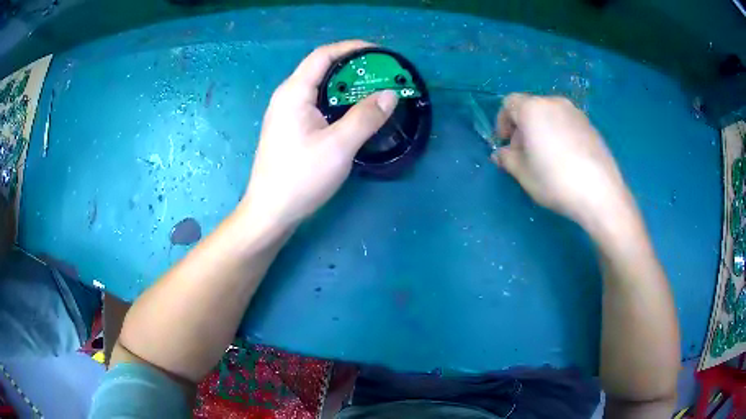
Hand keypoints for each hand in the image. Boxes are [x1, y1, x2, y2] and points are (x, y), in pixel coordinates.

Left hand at [242, 40, 397, 230]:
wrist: (270, 212)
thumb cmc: (300, 178)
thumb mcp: (338, 147)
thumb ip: (365, 117)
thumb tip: (390, 94)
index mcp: (294, 92)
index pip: (323, 55)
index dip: (352, 47)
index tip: (380, 52)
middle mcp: (287, 96)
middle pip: (322, 69)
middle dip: (353, 66)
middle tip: (383, 74)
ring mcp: (286, 113)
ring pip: (320, 88)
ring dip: (347, 86)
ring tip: (374, 91)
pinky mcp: (290, 129)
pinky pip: (317, 105)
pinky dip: (338, 102)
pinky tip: (354, 114)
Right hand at [493, 94, 633, 227]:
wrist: (600, 193)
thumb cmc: (555, 180)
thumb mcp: (522, 173)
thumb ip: (506, 158)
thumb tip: (501, 154)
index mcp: (533, 109)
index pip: (509, 103)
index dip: (502, 122)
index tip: (505, 144)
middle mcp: (554, 103)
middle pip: (530, 108)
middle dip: (522, 128)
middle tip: (524, 154)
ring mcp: (575, 112)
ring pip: (549, 115)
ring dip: (541, 130)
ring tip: (546, 157)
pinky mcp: (590, 125)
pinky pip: (566, 123)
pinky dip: (559, 133)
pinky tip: (565, 159)